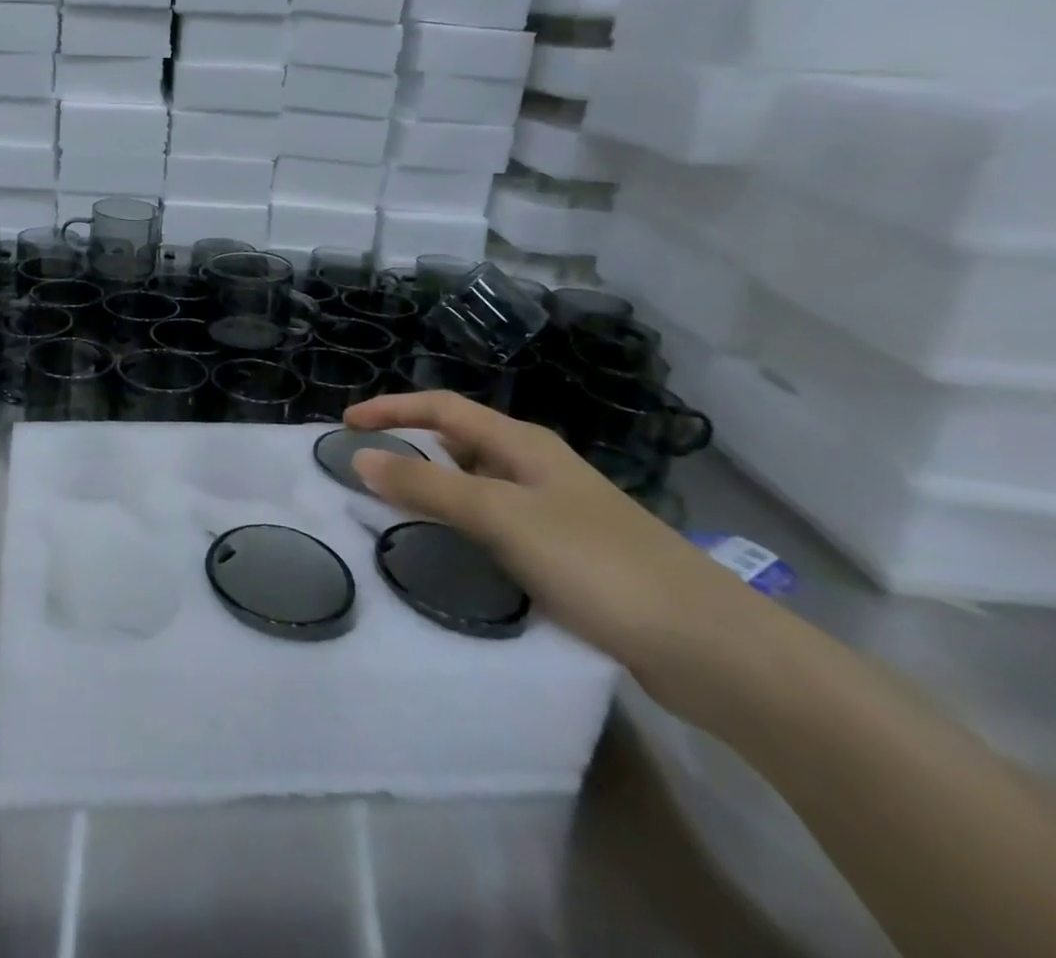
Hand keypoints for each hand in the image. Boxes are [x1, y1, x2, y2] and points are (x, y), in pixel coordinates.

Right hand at [345, 391, 755, 699]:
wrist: (710, 647)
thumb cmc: (598, 564)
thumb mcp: (501, 517)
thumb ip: (428, 485)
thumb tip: (360, 456)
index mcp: (522, 444)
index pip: (442, 408)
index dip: (391, 409)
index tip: (345, 426)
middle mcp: (536, 468)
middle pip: (458, 441)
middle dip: (408, 446)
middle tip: (363, 471)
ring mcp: (555, 511)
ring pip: (477, 485)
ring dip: (433, 488)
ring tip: (391, 511)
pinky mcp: (567, 553)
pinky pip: (495, 524)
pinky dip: (461, 525)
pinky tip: (450, 553)